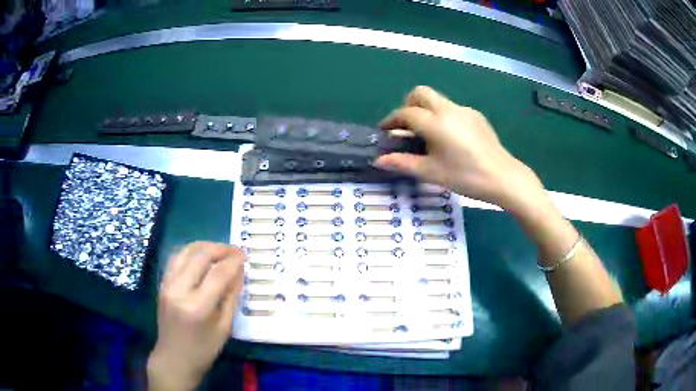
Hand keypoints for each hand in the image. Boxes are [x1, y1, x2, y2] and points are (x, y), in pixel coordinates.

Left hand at [147, 242, 244, 390]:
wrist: (174, 358)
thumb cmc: (203, 349)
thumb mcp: (224, 328)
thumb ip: (231, 297)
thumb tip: (239, 271)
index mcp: (197, 307)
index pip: (218, 274)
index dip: (233, 261)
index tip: (245, 254)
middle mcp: (179, 290)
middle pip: (200, 256)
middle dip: (220, 249)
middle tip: (235, 250)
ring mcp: (167, 284)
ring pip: (185, 252)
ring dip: (204, 246)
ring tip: (220, 249)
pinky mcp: (162, 283)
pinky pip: (176, 258)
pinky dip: (190, 252)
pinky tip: (201, 255)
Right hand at [375, 86, 545, 211]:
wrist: (503, 177)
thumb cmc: (465, 176)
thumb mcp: (431, 172)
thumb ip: (403, 163)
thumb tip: (379, 160)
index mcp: (434, 122)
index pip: (405, 113)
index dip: (391, 120)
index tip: (385, 131)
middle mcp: (448, 109)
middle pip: (420, 93)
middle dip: (408, 105)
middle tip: (407, 126)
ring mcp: (464, 110)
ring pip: (438, 100)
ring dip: (426, 110)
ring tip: (428, 135)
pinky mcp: (476, 116)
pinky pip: (452, 109)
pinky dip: (443, 116)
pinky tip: (450, 138)